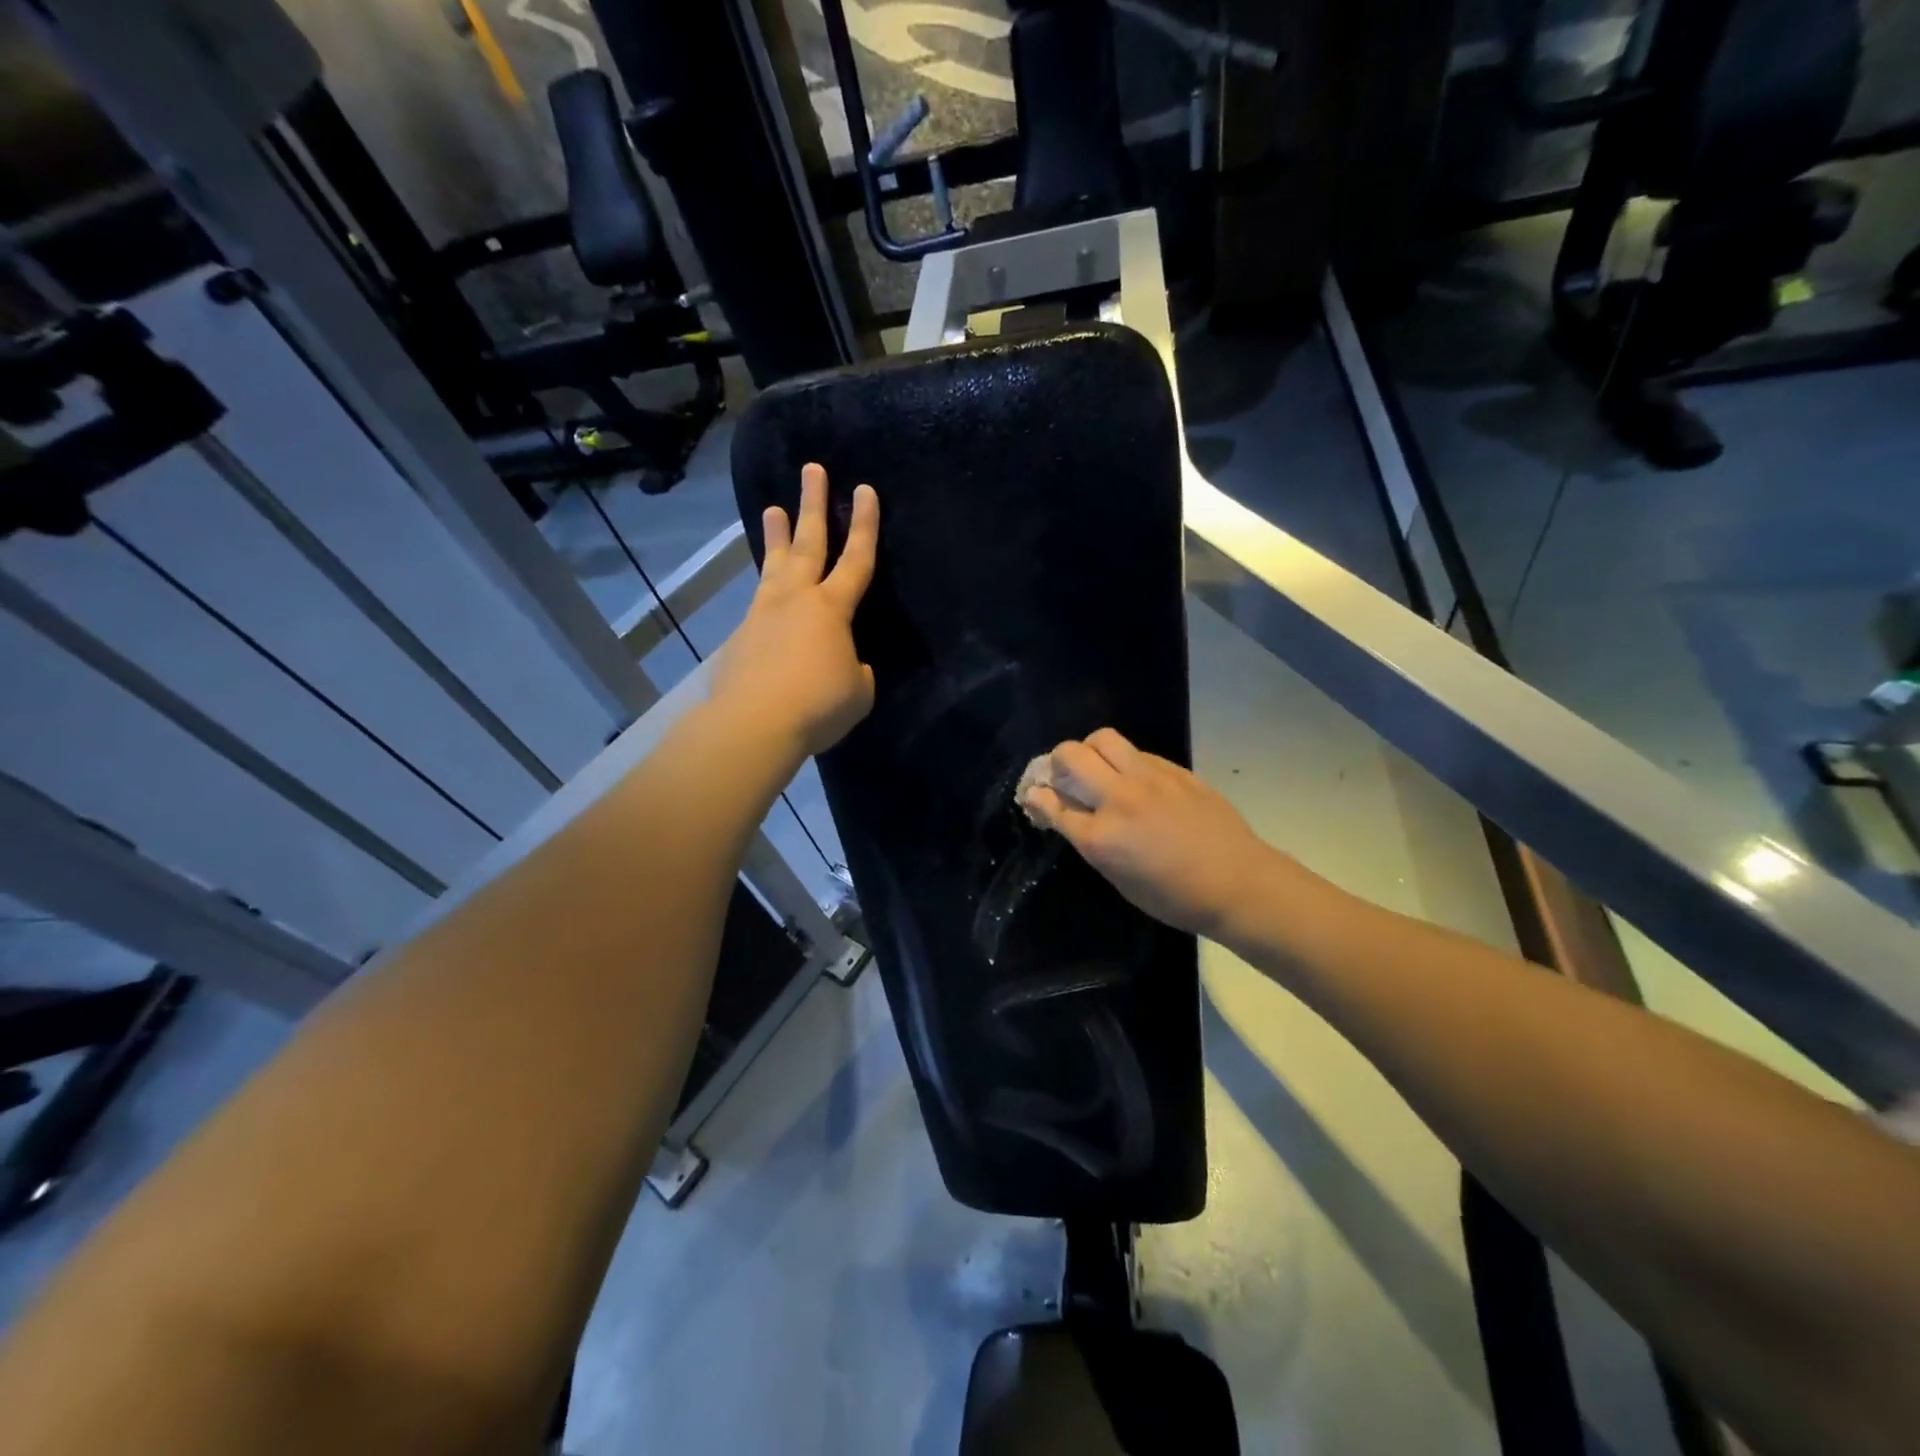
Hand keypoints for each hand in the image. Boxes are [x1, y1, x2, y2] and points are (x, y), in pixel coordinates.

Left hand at [713, 463, 879, 757]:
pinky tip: (766, 598)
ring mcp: (764, 614)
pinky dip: (766, 592)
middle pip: (808, 543)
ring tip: (772, 508)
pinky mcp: (741, 636)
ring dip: (776, 536)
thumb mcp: (857, 692)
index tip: (865, 490)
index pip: (856, 559)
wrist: (754, 724)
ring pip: (774, 565)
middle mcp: (796, 599)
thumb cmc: (818, 706)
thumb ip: (856, 670)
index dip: (865, 525)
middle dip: (812, 504)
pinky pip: (759, 603)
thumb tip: (846, 664)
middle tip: (811, 469)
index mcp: (832, 609)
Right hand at [1020, 728, 1289, 940]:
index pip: (1051, 802)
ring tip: (1097, 769)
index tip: (1034, 795)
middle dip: (1056, 763)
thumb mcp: (1120, 879)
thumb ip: (1089, 841)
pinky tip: (1134, 780)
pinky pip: (1135, 751)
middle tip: (1065, 779)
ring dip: (1089, 751)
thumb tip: (1067, 813)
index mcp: (1100, 837)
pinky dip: (1123, 760)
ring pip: (1102, 738)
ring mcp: (1148, 778)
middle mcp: (1118, 799)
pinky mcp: (1173, 769)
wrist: (1238, 882)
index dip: (1036, 796)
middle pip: (1070, 756)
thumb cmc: (1174, 897)